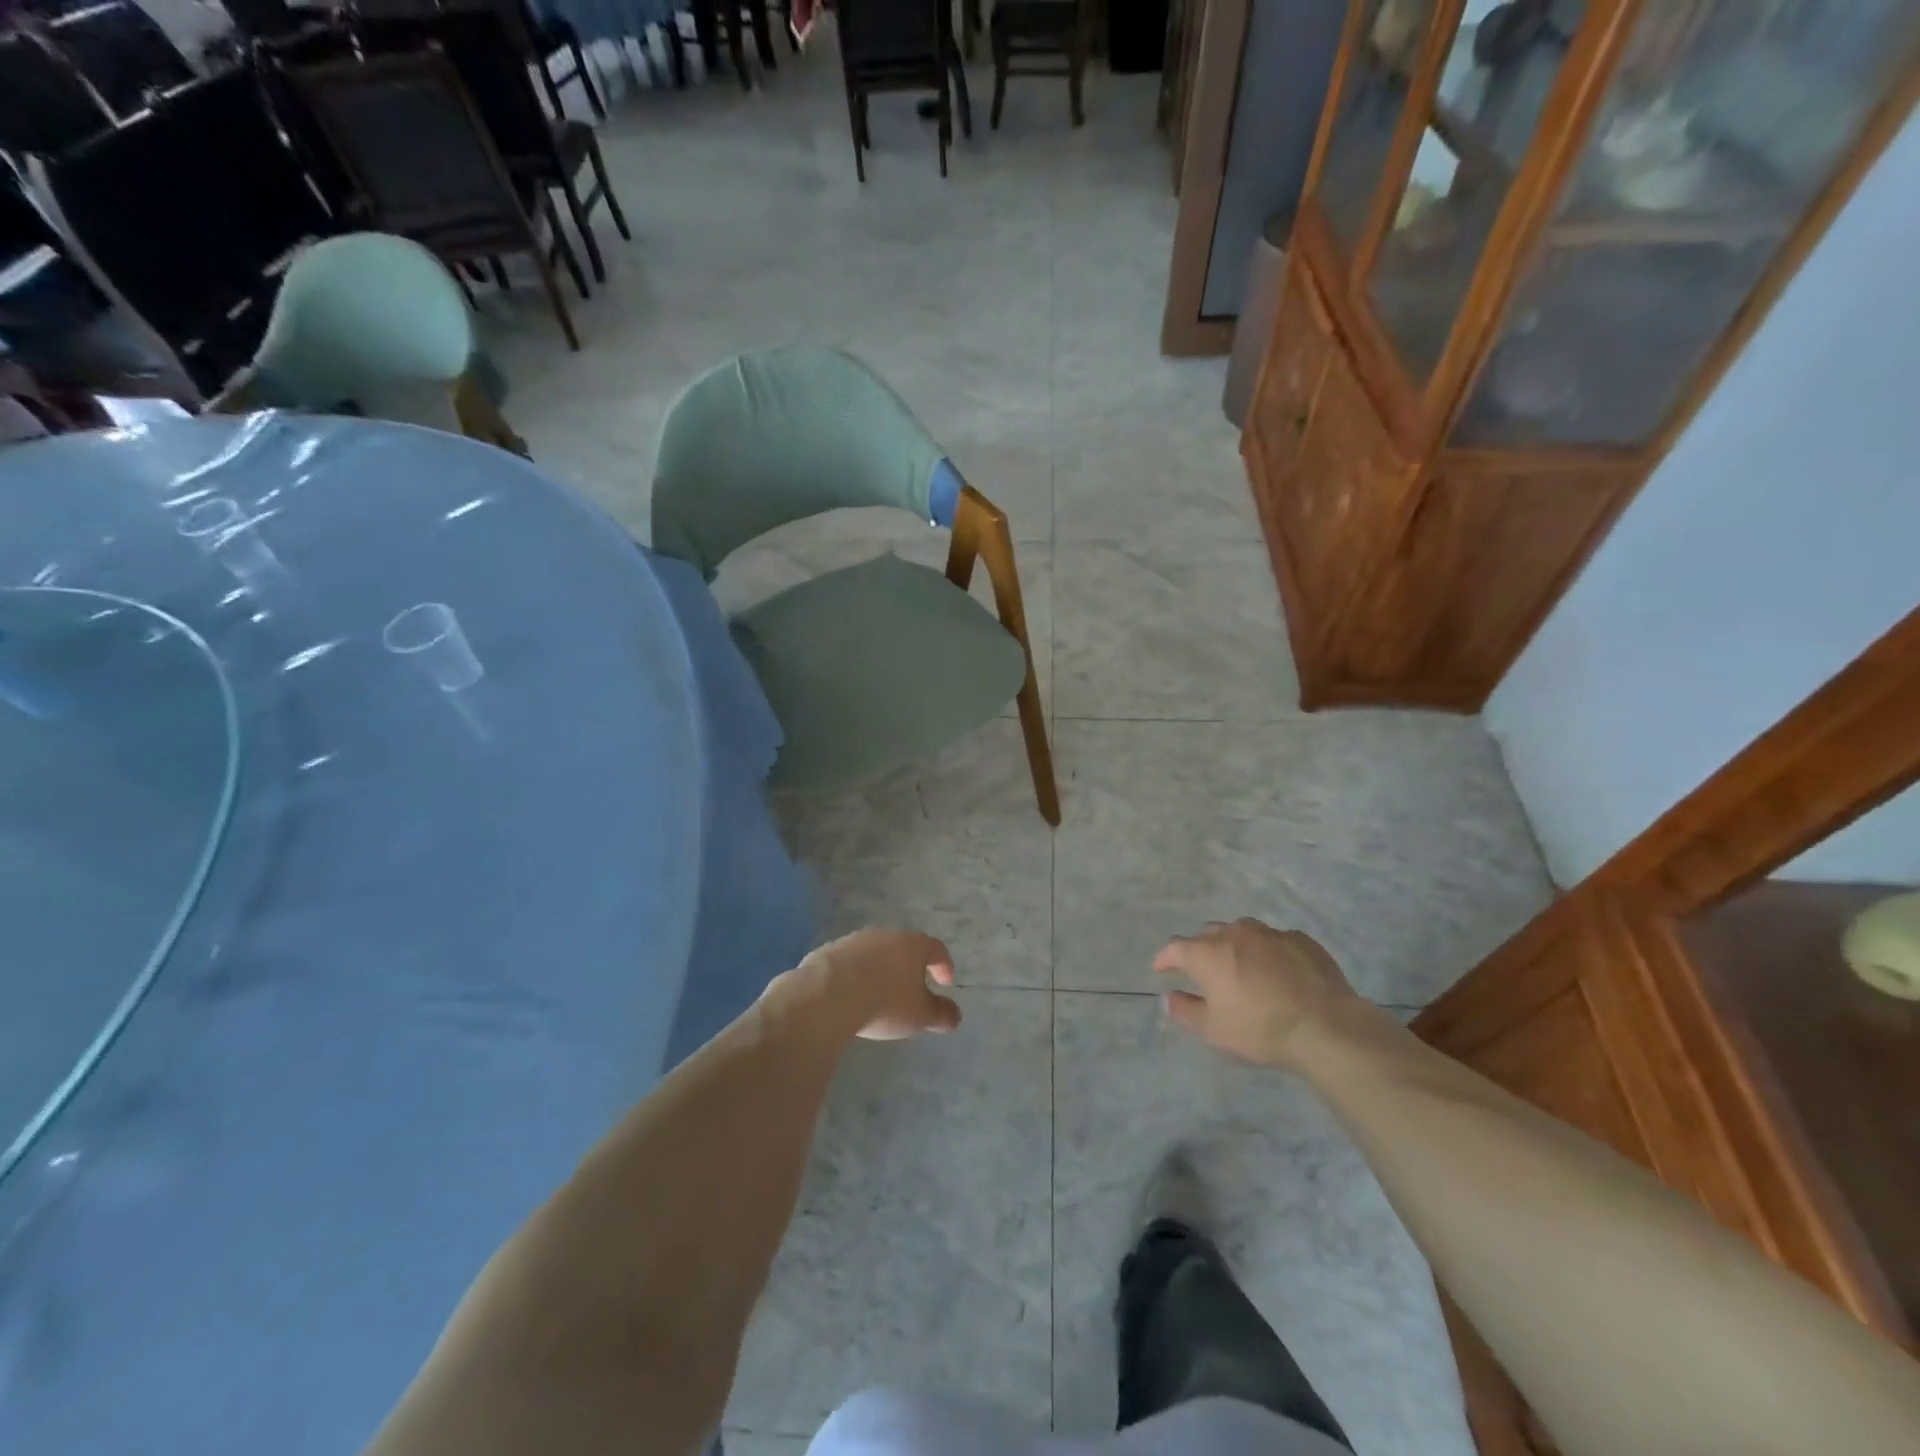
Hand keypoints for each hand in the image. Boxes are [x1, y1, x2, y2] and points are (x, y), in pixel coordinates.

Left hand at [787, 928, 962, 1040]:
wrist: (826, 995)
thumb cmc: (884, 1003)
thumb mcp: (920, 1016)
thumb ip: (941, 1014)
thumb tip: (955, 1015)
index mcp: (913, 944)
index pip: (936, 949)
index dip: (944, 965)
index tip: (946, 982)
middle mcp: (885, 935)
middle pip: (905, 947)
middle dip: (911, 967)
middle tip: (914, 988)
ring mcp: (855, 940)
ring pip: (876, 953)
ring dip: (882, 970)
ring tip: (881, 993)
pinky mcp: (829, 951)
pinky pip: (850, 962)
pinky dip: (856, 975)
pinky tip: (852, 995)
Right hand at [1153, 918, 1362, 1069]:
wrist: (1326, 1026)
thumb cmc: (1260, 1029)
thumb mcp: (1214, 1031)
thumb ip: (1185, 1011)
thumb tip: (1169, 998)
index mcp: (1207, 953)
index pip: (1175, 948)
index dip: (1165, 958)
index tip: (1161, 969)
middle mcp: (1234, 934)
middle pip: (1208, 934)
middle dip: (1200, 949)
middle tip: (1204, 971)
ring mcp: (1270, 933)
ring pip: (1242, 932)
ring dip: (1235, 946)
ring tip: (1242, 967)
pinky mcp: (1301, 940)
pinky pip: (1275, 940)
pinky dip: (1268, 952)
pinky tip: (1278, 972)